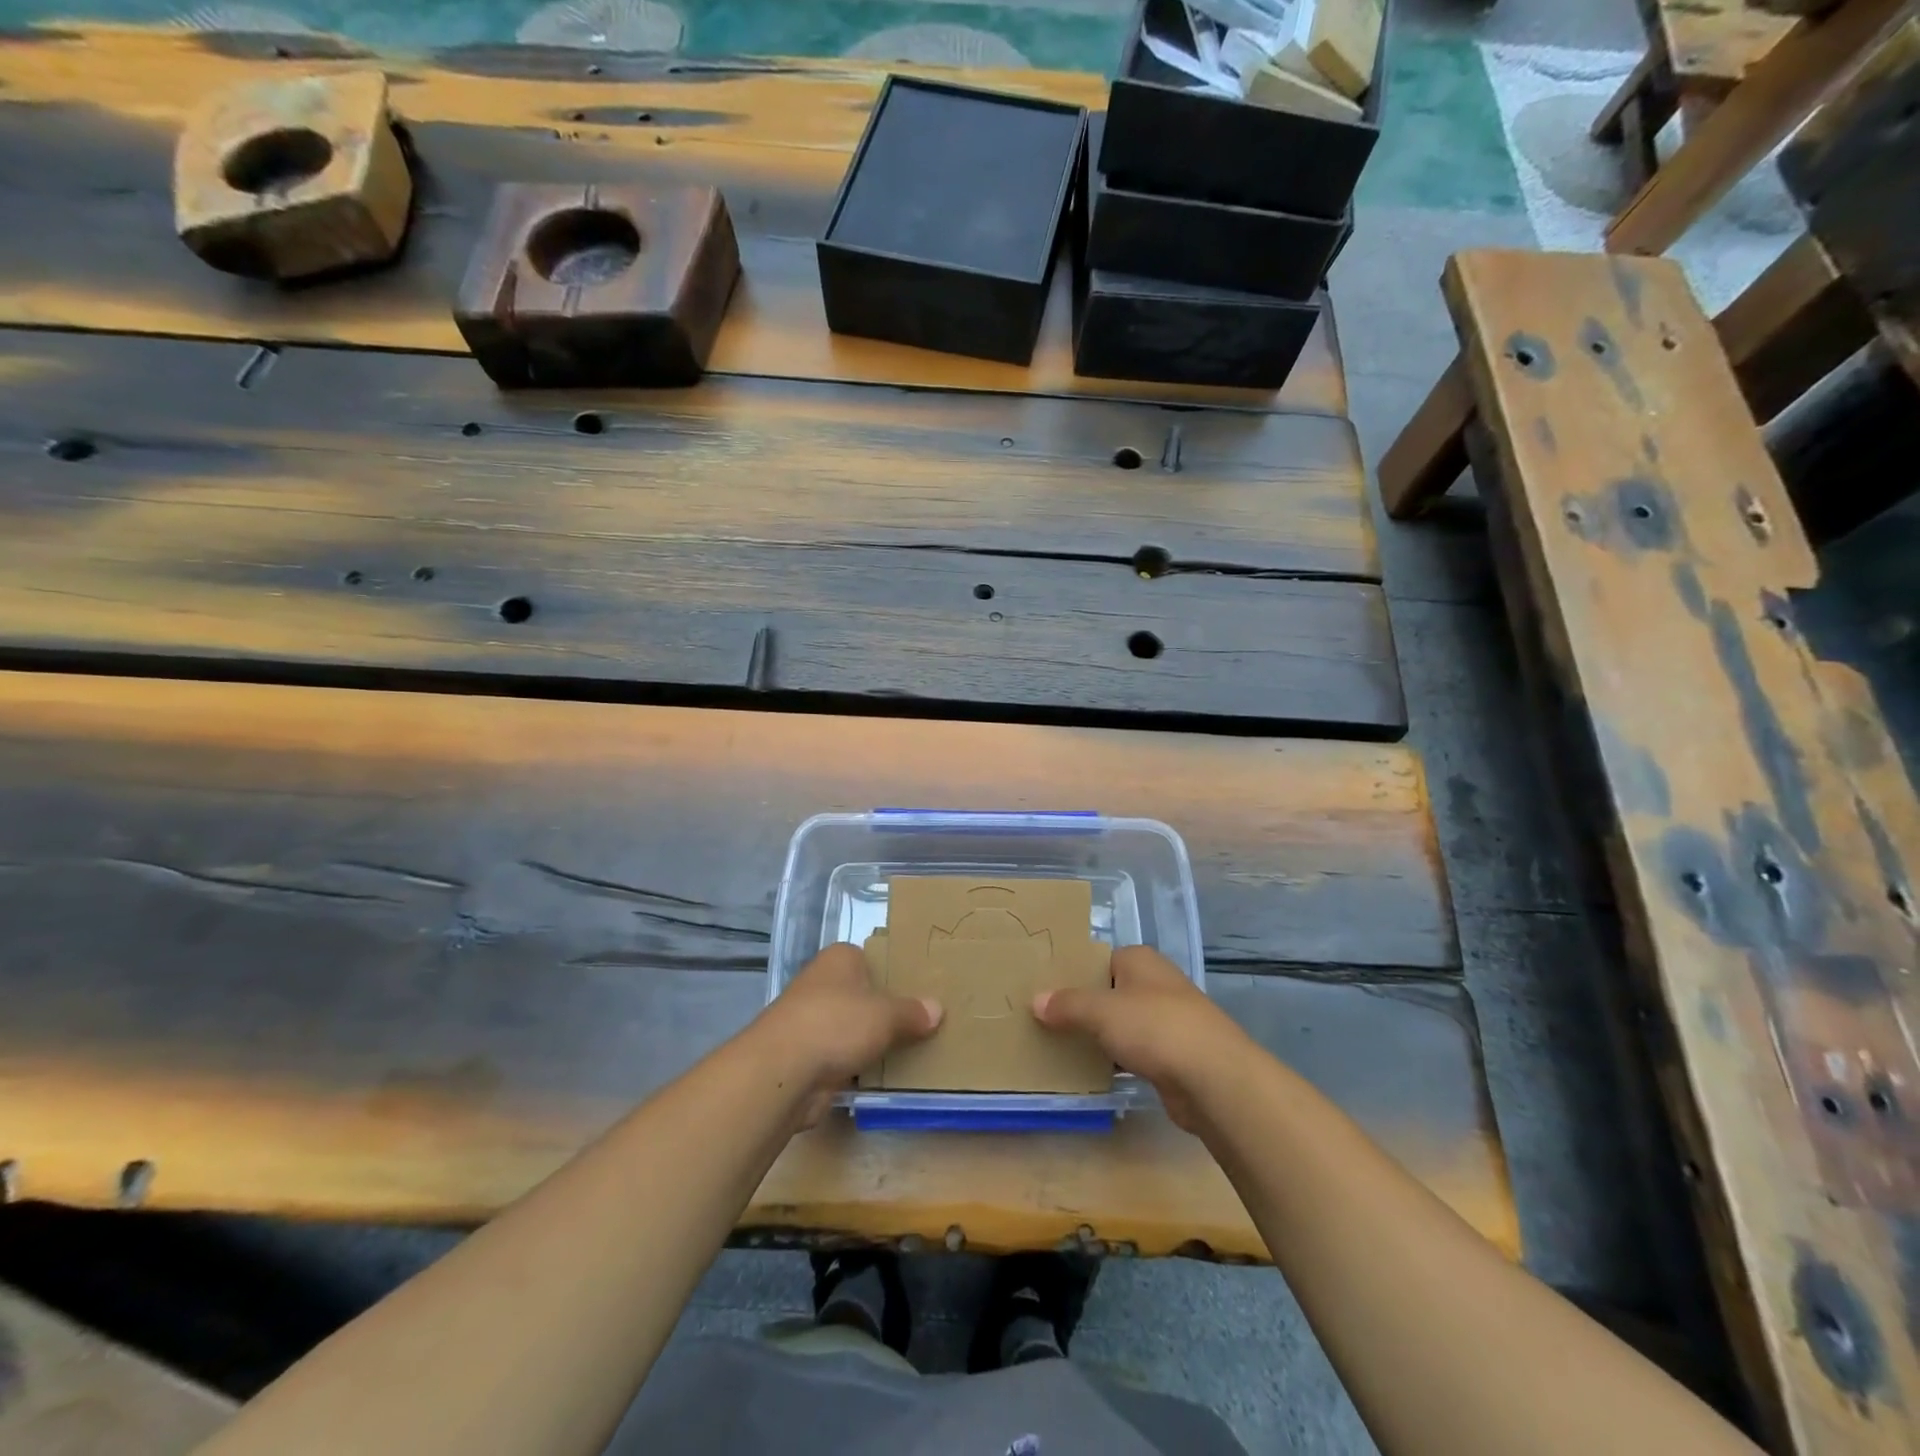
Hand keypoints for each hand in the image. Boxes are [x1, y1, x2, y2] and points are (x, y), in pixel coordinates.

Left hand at [750, 943, 941, 1126]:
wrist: (782, 1071)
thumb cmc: (837, 1023)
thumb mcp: (886, 1014)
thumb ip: (912, 1012)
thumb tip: (937, 1009)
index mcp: (840, 959)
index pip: (872, 958)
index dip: (893, 972)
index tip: (920, 989)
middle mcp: (823, 983)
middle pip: (863, 994)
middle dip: (886, 1009)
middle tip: (923, 1022)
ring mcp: (812, 1021)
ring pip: (852, 1027)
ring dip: (872, 1041)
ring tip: (913, 1050)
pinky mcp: (807, 1056)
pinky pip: (843, 1057)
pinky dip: (859, 1066)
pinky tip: (885, 1077)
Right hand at [1032, 945, 1253, 1130]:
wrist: (1214, 1077)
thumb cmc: (1155, 1027)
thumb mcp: (1101, 1011)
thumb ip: (1067, 1005)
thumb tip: (1036, 1000)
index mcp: (1139, 960)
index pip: (1098, 959)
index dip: (1073, 974)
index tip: (1044, 990)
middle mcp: (1156, 983)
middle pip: (1109, 991)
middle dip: (1083, 1006)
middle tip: (1044, 1019)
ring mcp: (1168, 1020)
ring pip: (1122, 1023)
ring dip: (1099, 1036)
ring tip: (1060, 1046)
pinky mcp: (1174, 1055)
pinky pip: (1135, 1052)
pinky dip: (1117, 1060)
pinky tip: (1093, 1072)